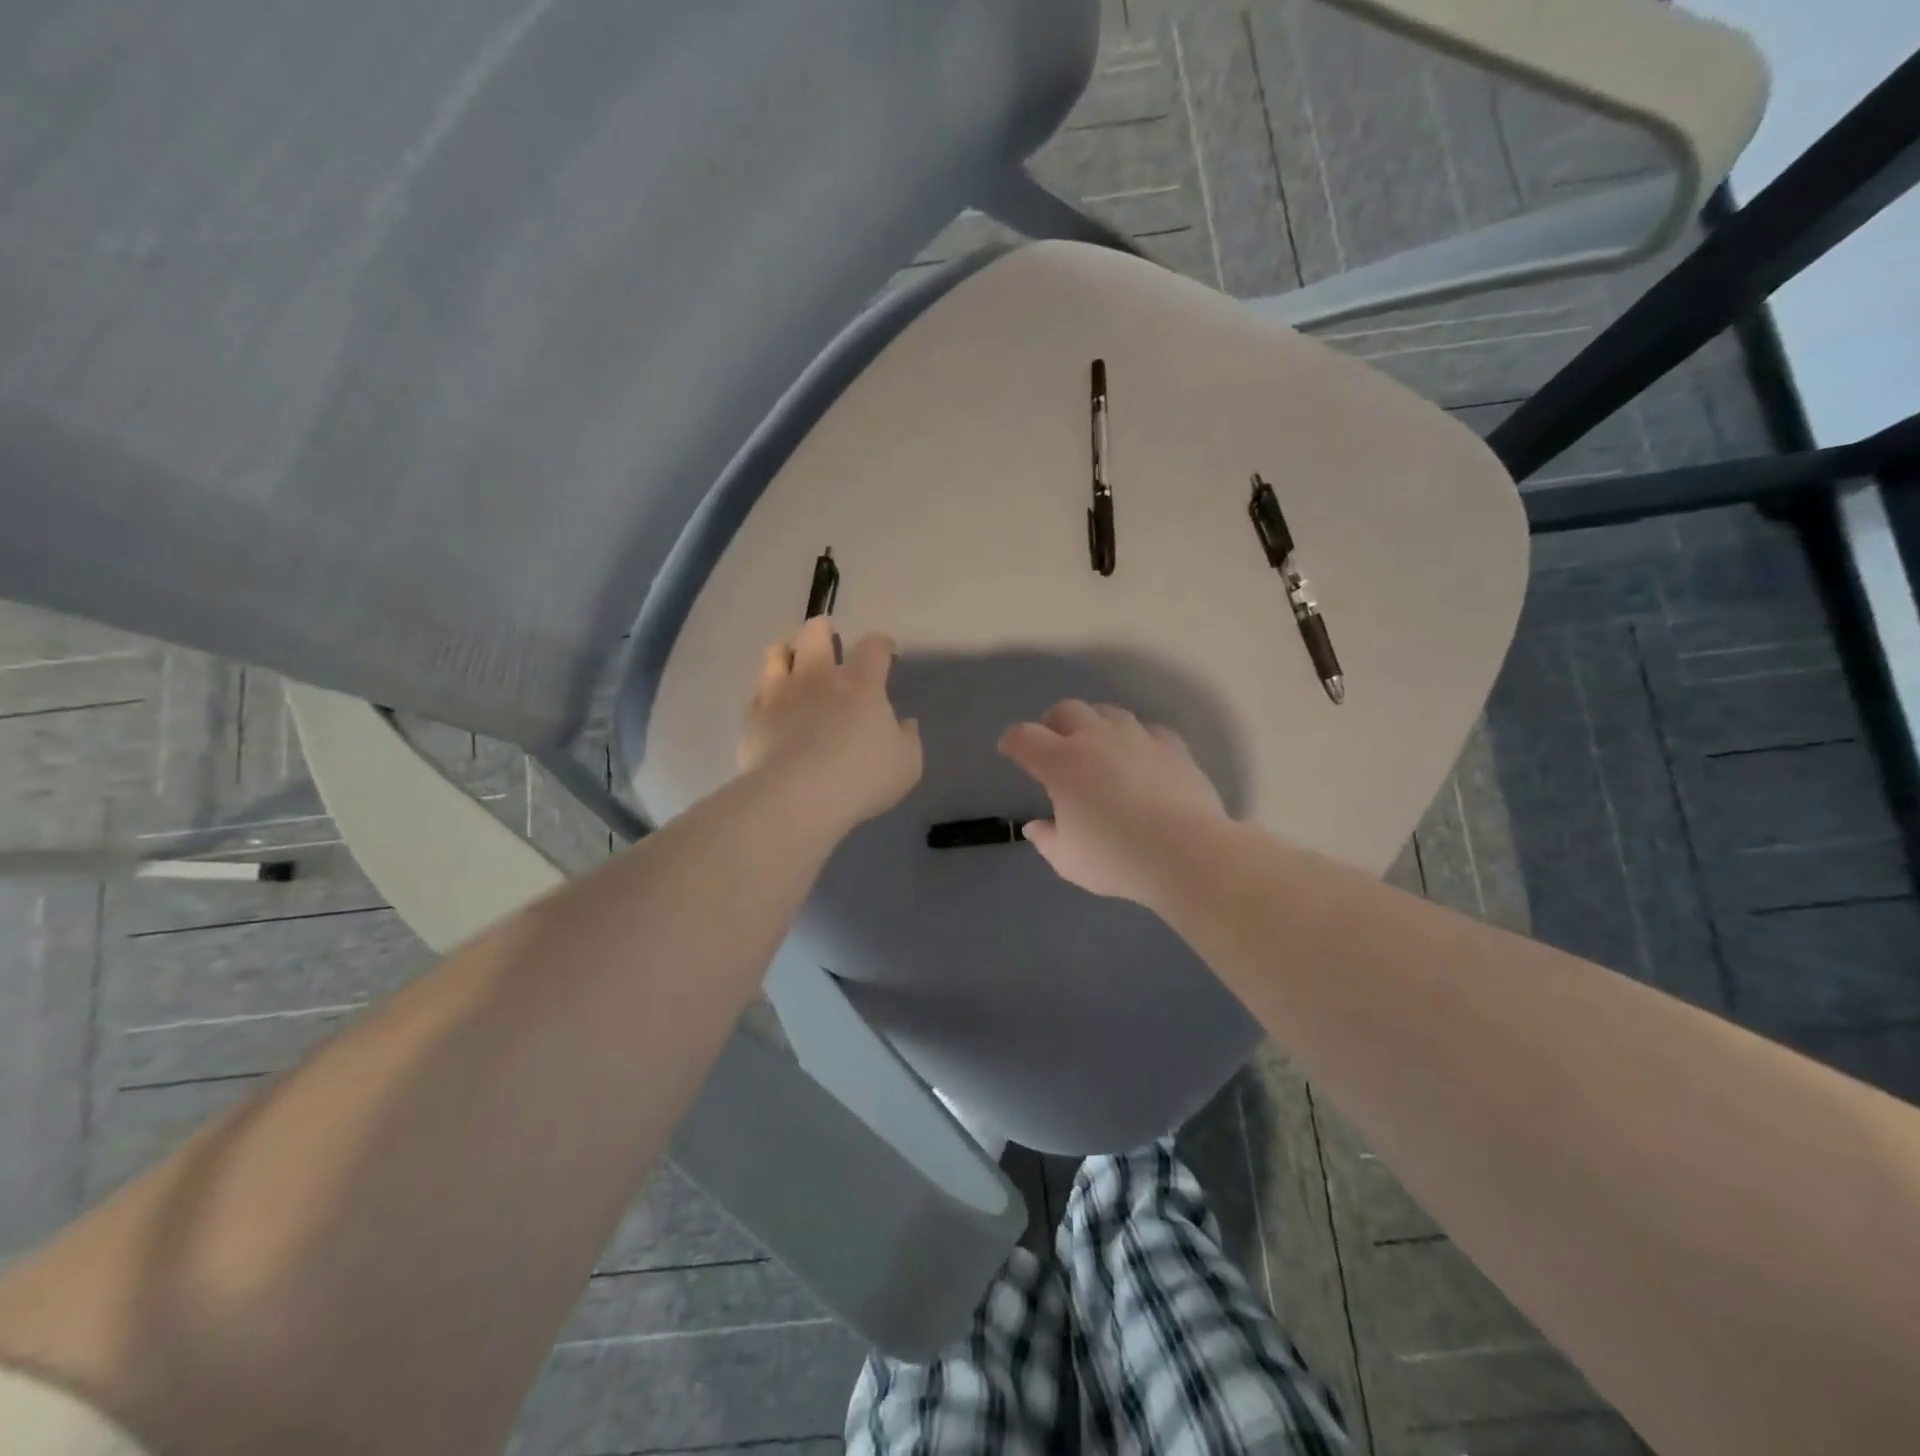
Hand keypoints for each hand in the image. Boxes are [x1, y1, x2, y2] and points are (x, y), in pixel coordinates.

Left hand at [740, 617, 922, 833]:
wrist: (796, 797)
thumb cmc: (861, 778)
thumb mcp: (906, 765)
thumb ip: (907, 739)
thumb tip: (904, 723)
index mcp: (861, 683)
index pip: (874, 646)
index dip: (882, 644)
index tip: (886, 651)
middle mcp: (819, 677)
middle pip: (816, 633)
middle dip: (823, 629)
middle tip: (828, 636)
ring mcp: (781, 692)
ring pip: (778, 652)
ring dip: (788, 652)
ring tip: (793, 661)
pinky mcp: (754, 715)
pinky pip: (759, 690)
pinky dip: (768, 690)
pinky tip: (773, 704)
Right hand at [998, 700, 1226, 905]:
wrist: (1186, 852)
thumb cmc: (1116, 859)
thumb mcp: (1069, 861)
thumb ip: (1047, 840)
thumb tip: (1035, 826)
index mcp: (1061, 763)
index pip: (1024, 737)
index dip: (1012, 741)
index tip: (1010, 749)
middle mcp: (1095, 739)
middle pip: (1067, 710)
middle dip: (1053, 723)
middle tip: (1055, 745)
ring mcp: (1137, 738)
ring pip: (1109, 712)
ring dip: (1096, 725)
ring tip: (1099, 747)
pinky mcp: (1172, 746)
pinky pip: (1148, 730)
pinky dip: (1137, 739)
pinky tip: (1141, 757)